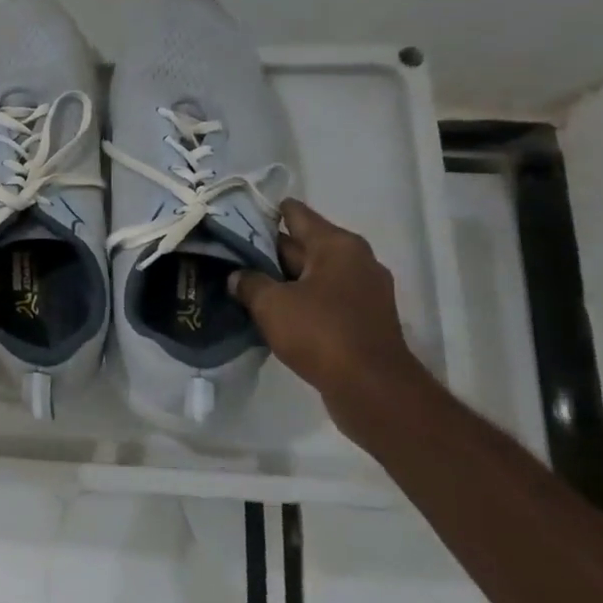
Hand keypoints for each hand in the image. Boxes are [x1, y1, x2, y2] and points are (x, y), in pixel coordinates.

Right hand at [232, 200, 424, 398]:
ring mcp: (363, 291)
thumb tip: (238, 276)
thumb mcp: (271, 304)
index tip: (235, 216)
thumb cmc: (321, 333)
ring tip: (244, 283)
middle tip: (230, 253)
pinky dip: (298, 301)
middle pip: (303, 245)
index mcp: (337, 245)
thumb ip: (249, 283)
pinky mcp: (362, 319)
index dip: (264, 213)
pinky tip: (271, 311)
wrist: (372, 389)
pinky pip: (322, 299)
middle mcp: (356, 260)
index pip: (296, 214)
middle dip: (268, 250)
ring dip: (282, 279)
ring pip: (311, 275)